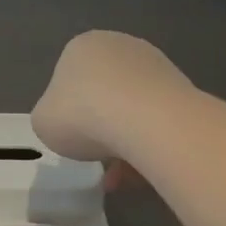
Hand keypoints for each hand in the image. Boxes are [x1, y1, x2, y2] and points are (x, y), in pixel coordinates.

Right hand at [31, 31, 193, 164]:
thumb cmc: (82, 115)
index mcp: (82, 46)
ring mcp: (155, 64)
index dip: (68, 112)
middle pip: (103, 93)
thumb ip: (50, 117)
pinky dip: (148, 145)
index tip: (71, 138)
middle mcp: (120, 46)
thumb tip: (68, 122)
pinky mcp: (182, 87)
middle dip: (100, 129)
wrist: (146, 120)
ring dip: (125, 143)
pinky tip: (142, 174)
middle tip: (96, 159)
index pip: (68, 77)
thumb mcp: (43, 121)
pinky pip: (157, 120)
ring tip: (121, 179)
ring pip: (132, 110)